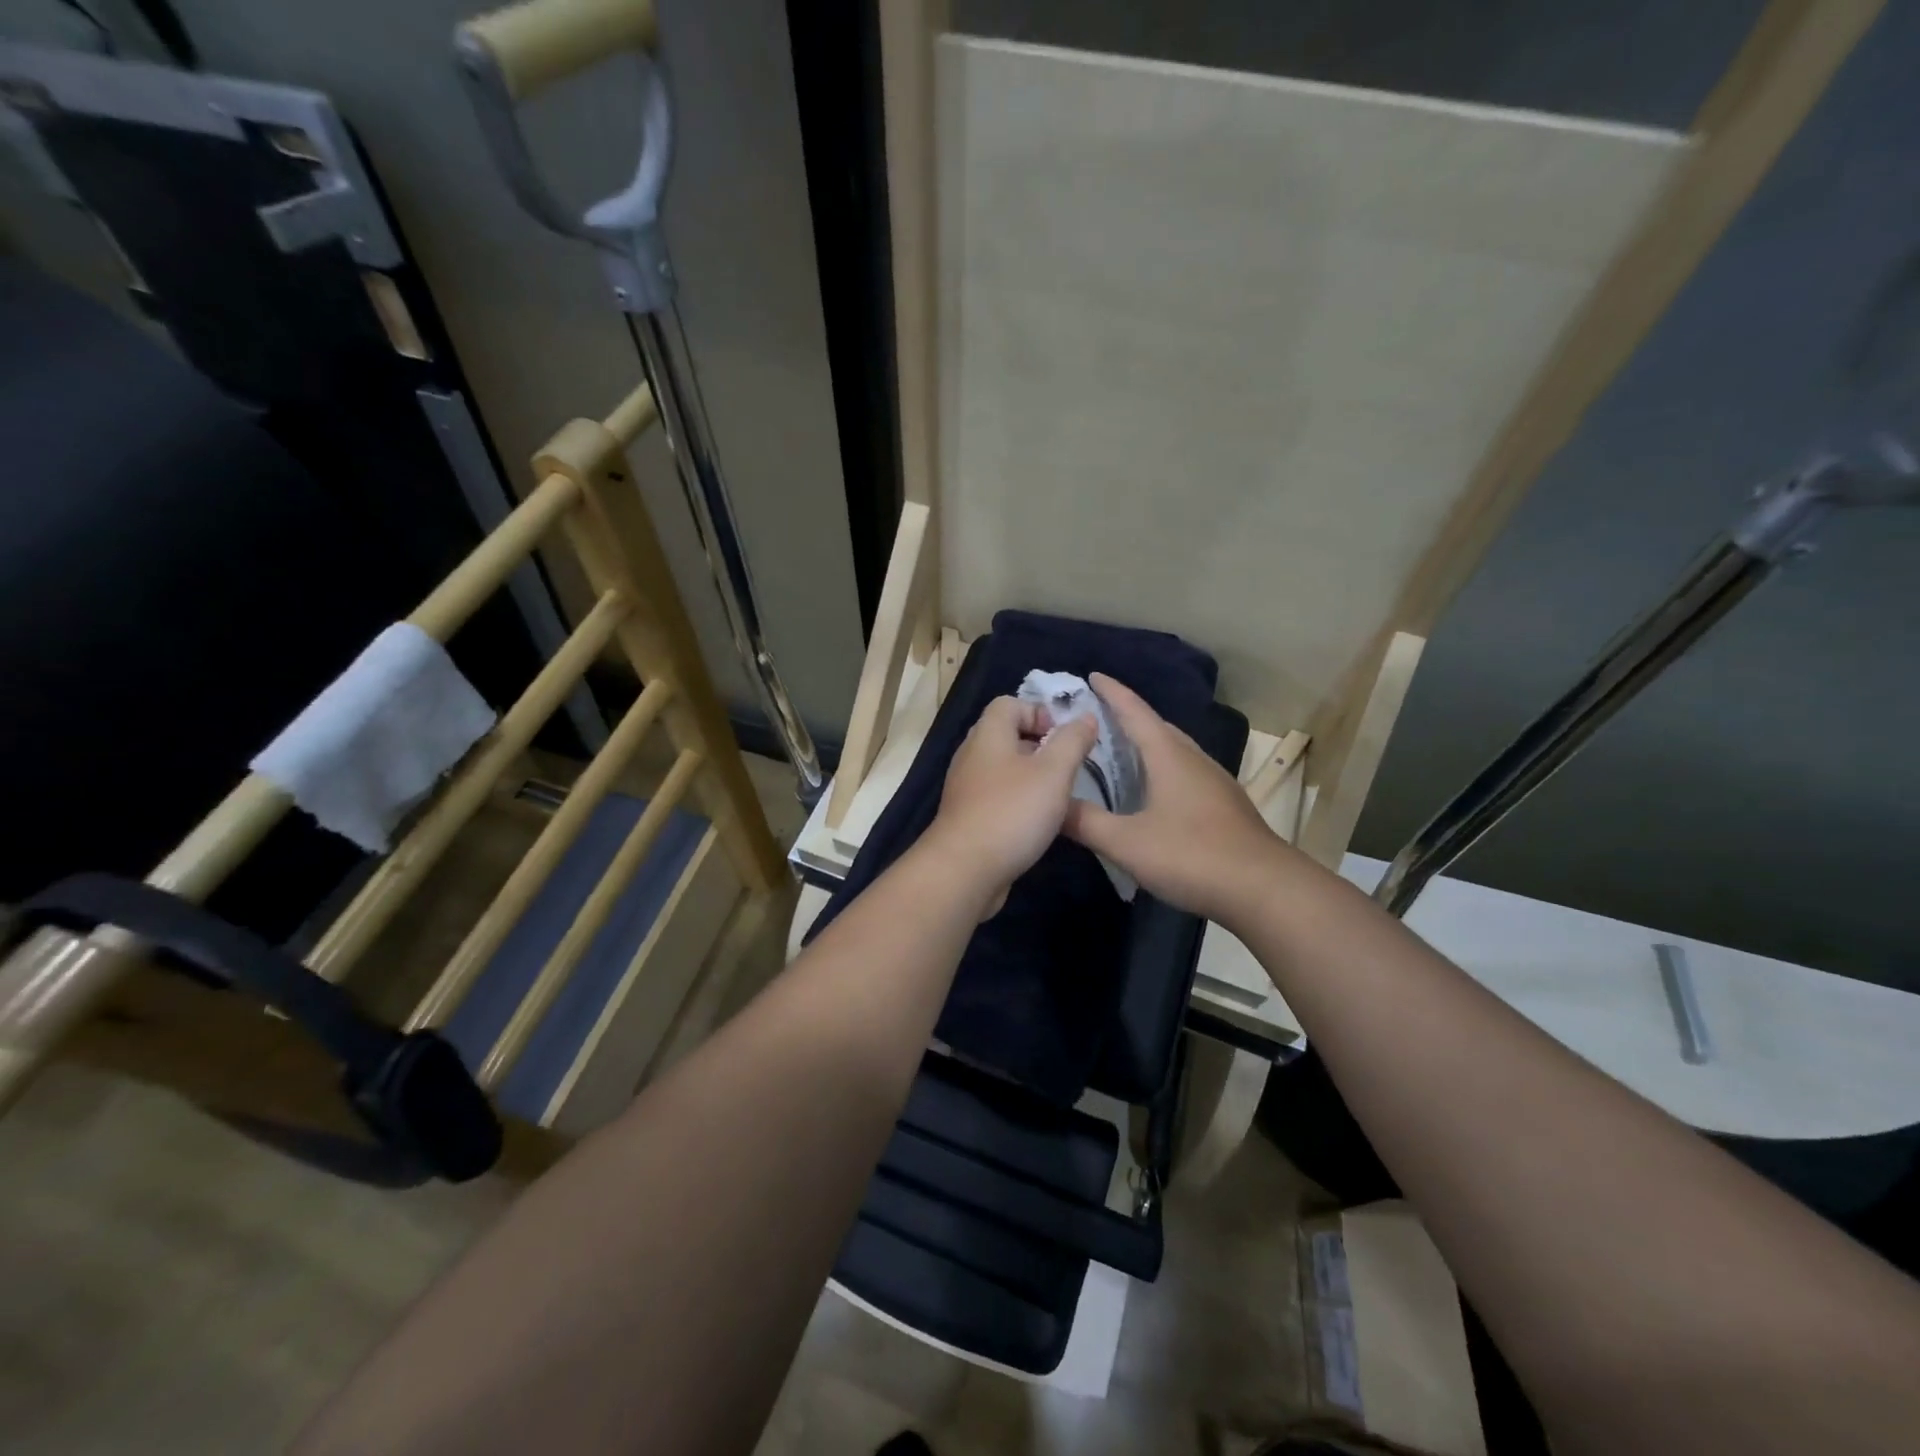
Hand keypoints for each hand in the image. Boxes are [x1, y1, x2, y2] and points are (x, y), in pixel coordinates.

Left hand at [921, 696, 1098, 913]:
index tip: (1066, 737)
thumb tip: (1085, 717)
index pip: (1009, 703)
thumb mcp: (1053, 772)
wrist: (964, 870)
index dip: (1040, 712)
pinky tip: (1038, 823)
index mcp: (988, 735)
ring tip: (1059, 796)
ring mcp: (967, 788)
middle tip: (1068, 766)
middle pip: (1006, 736)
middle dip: (1040, 746)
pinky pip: (997, 797)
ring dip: (1032, 777)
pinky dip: (1018, 802)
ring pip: (1004, 769)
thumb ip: (1072, 741)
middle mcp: (972, 756)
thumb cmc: (1012, 812)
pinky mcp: (968, 817)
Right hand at [1063, 674, 1288, 927]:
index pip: (1135, 712)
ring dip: (1147, 744)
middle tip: (1095, 719)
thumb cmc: (1191, 855)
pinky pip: (1185, 772)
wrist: (1264, 888)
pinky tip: (1152, 792)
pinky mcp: (1224, 804)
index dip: (1112, 692)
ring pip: (1174, 750)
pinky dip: (1161, 769)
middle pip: (1157, 727)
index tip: (1092, 675)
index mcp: (1168, 756)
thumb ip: (1086, 822)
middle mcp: (1193, 759)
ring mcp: (1213, 781)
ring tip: (1119, 752)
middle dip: (1127, 717)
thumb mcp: (1127, 843)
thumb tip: (1051, 805)